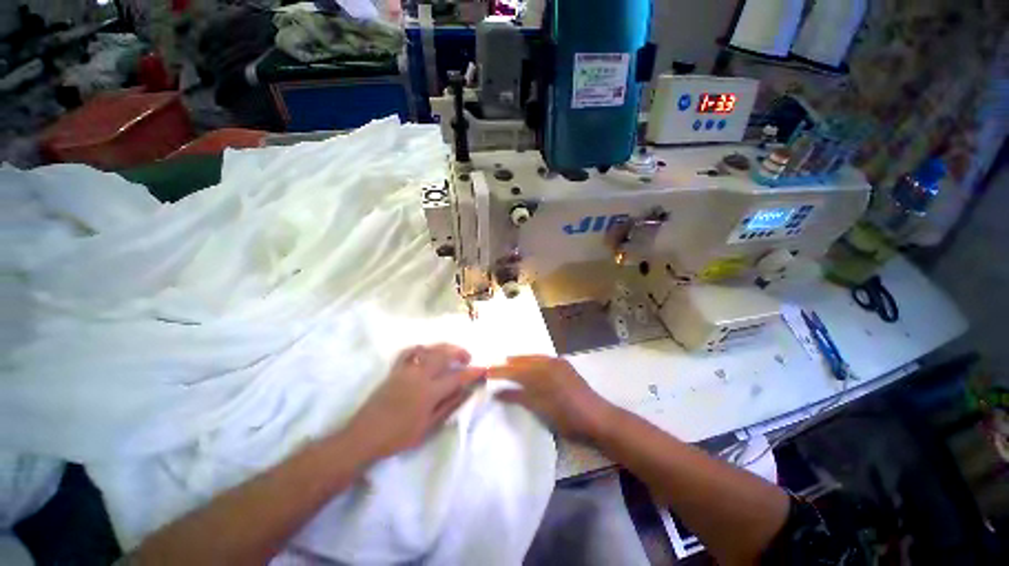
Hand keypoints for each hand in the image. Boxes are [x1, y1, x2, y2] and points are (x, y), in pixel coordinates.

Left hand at [342, 344, 485, 461]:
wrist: (365, 436)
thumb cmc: (398, 437)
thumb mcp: (427, 426)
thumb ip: (448, 406)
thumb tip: (466, 391)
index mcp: (429, 392)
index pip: (456, 377)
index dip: (472, 372)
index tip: (483, 369)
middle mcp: (419, 376)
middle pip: (443, 354)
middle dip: (459, 352)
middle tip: (468, 357)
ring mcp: (405, 370)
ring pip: (429, 349)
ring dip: (444, 347)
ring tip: (452, 352)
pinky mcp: (395, 370)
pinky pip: (409, 352)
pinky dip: (421, 348)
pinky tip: (426, 351)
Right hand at [488, 356, 615, 440]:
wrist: (598, 417)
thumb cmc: (567, 416)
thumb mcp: (540, 408)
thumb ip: (518, 397)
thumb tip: (497, 392)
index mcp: (541, 372)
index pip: (514, 370)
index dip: (500, 372)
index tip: (486, 373)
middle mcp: (548, 362)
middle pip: (523, 361)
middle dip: (508, 363)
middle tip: (494, 365)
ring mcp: (558, 363)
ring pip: (534, 358)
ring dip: (520, 360)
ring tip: (508, 360)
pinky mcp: (565, 367)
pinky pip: (544, 359)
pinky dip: (533, 360)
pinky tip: (531, 363)